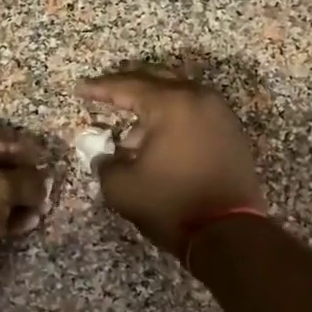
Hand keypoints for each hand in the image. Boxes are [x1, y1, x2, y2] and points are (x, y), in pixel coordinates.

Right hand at [77, 68, 265, 255]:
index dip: (100, 88)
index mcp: (170, 104)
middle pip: (157, 79)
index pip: (127, 86)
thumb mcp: (123, 188)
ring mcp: (219, 113)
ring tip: (131, 126)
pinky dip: (174, 116)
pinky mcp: (231, 132)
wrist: (229, 232)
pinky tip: (159, 138)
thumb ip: (105, 164)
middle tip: (105, 91)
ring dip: (153, 103)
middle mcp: (198, 98)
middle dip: (128, 84)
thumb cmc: (172, 204)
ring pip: (179, 94)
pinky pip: (195, 111)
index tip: (80, 88)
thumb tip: (104, 156)